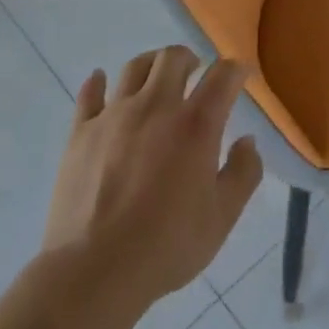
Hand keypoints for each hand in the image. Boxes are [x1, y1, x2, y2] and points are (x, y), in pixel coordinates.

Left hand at [43, 46, 262, 310]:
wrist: (94, 270)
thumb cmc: (166, 246)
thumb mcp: (222, 218)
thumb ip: (243, 173)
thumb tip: (247, 141)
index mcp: (196, 124)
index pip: (222, 76)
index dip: (235, 69)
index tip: (239, 75)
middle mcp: (156, 106)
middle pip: (173, 58)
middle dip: (189, 58)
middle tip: (194, 72)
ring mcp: (114, 115)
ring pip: (135, 67)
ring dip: (151, 64)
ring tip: (155, 77)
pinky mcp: (81, 132)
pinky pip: (90, 93)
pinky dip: (98, 82)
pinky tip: (101, 81)